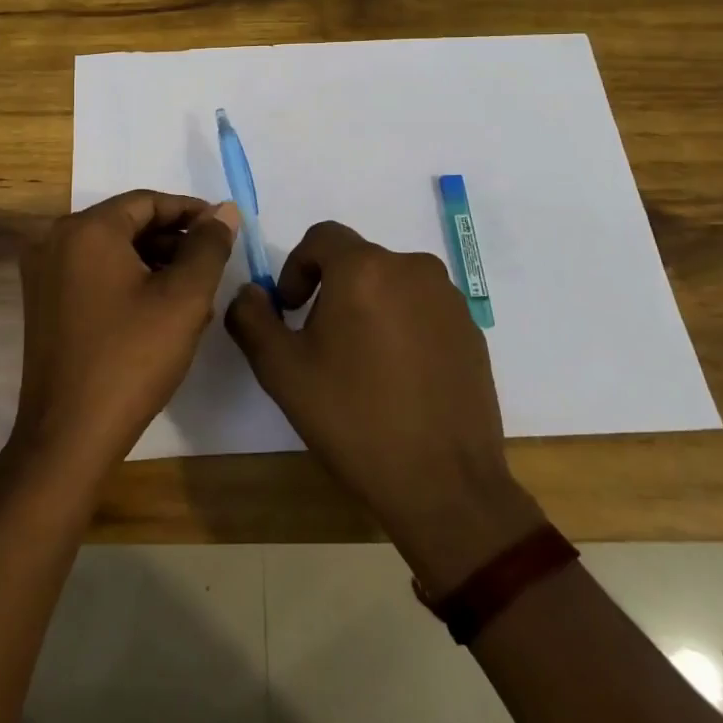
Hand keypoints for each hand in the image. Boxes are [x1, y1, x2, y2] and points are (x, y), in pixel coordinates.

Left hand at [12, 190, 238, 483]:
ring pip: (111, 250)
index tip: (224, 229)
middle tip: (212, 264)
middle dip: (174, 241)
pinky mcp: (43, 303)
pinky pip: (93, 274)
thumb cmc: (131, 359)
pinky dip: (128, 281)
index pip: (147, 202)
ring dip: (154, 262)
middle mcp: (55, 240)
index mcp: (86, 230)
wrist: (68, 436)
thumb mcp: (184, 298)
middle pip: (127, 224)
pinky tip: (159, 310)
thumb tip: (224, 211)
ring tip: (194, 292)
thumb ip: (209, 247)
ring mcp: (43, 273)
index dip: (191, 212)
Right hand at [225, 221, 543, 592]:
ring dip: (368, 306)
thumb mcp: (281, 371)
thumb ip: (252, 319)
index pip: (321, 237)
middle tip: (319, 342)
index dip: (296, 267)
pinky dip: (402, 326)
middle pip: (357, 261)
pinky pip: (423, 309)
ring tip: (360, 362)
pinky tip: (398, 377)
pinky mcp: (472, 330)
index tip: (290, 311)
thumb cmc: (354, 419)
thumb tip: (250, 292)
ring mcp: (448, 299)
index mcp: (364, 269)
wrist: (445, 485)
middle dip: (330, 290)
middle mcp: (412, 268)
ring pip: (391, 284)